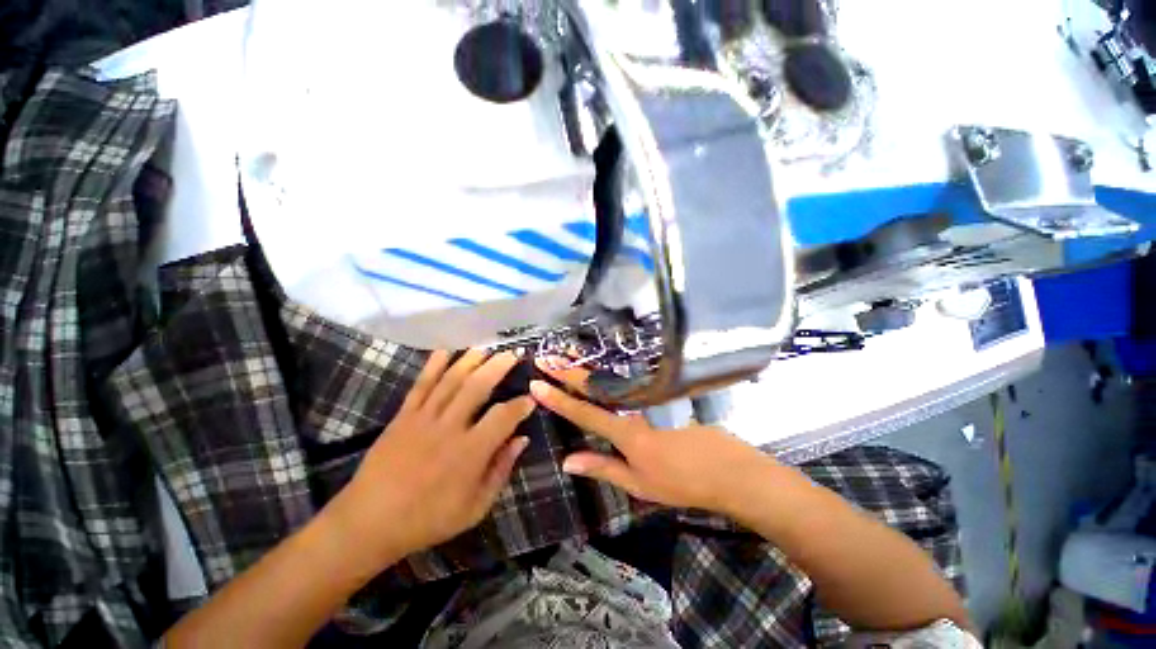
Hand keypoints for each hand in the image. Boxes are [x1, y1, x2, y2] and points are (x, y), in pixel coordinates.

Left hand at [327, 350, 534, 565]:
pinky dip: (433, 364)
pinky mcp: (403, 416)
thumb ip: (501, 470)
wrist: (369, 522)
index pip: (503, 417)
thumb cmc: (428, 519)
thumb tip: (522, 440)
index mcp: (470, 452)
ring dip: (471, 360)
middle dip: (499, 366)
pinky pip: (421, 384)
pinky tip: (446, 350)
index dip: (520, 405)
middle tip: (514, 354)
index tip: (530, 399)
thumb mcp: (475, 507)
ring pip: (451, 380)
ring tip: (487, 347)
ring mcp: (423, 418)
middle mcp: (449, 428)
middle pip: (477, 386)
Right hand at [529, 359, 777, 514]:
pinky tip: (602, 366)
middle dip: (568, 371)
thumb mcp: (638, 483)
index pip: (583, 412)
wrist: (727, 470)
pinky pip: (630, 381)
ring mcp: (651, 398)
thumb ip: (602, 468)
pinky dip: (610, 372)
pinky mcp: (663, 394)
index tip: (537, 383)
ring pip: (613, 379)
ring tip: (568, 355)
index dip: (558, 399)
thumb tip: (567, 461)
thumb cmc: (681, 482)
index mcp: (625, 432)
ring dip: (587, 366)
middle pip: (596, 386)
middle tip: (548, 357)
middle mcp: (634, 408)